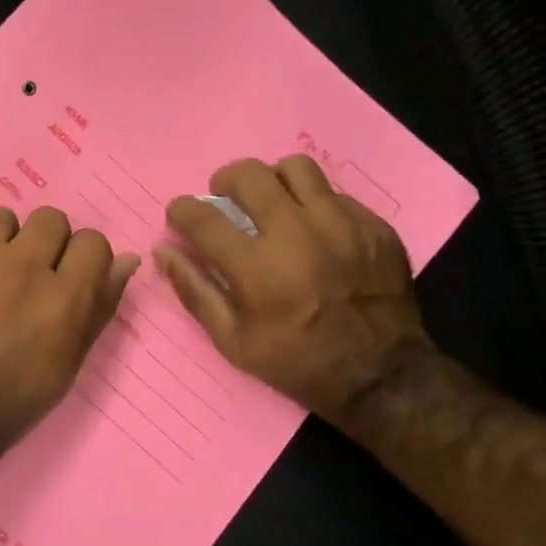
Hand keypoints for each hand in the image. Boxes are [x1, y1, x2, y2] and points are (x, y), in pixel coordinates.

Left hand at [0, 206, 139, 462]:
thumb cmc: (13, 400)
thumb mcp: (68, 363)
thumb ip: (99, 307)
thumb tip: (128, 261)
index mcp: (64, 297)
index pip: (93, 241)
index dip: (85, 259)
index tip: (71, 277)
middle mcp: (23, 267)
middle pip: (50, 219)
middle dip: (47, 243)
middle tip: (32, 274)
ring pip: (2, 218)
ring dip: (4, 241)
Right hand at [154, 155, 432, 426]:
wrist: (381, 376)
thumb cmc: (297, 362)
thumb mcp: (233, 342)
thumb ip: (195, 291)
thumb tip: (163, 251)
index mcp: (257, 267)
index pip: (202, 217)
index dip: (181, 210)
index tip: (180, 215)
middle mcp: (297, 234)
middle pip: (249, 175)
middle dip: (224, 181)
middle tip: (225, 199)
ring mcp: (341, 225)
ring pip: (296, 168)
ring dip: (273, 181)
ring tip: (271, 202)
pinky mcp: (373, 226)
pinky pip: (335, 193)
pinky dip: (313, 204)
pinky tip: (313, 229)